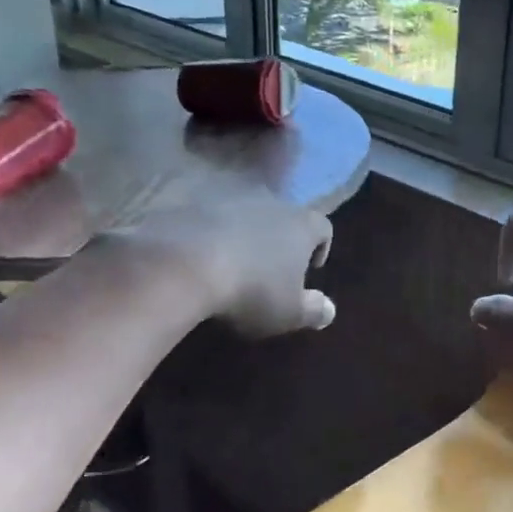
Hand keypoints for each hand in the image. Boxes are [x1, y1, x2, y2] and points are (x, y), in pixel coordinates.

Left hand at [124, 198, 334, 338]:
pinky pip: (206, 219)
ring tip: (230, 264)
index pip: (323, 227)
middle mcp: (269, 201)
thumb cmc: (251, 290)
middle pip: (282, 215)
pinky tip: (196, 261)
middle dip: (278, 238)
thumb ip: (312, 310)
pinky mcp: (190, 205)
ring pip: (242, 214)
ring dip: (240, 234)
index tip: (310, 269)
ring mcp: (226, 199)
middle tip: (268, 268)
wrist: (182, 265)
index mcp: (300, 224)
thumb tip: (329, 310)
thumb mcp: (288, 312)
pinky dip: (206, 236)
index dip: (320, 247)